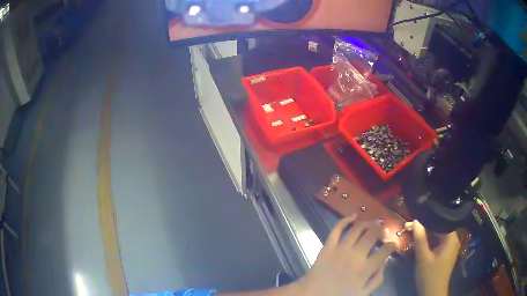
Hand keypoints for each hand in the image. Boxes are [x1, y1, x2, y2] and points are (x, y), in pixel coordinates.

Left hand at [297, 215, 396, 295]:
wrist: (313, 295)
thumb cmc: (339, 295)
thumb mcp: (363, 293)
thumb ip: (377, 279)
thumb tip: (384, 263)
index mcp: (365, 269)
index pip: (385, 250)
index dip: (392, 245)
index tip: (394, 243)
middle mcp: (355, 255)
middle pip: (372, 235)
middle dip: (381, 230)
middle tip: (384, 229)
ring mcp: (340, 249)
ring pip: (357, 229)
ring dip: (367, 223)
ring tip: (373, 222)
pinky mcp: (328, 246)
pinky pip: (337, 229)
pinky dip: (345, 220)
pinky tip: (353, 216)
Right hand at [406, 220, 459, 295]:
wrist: (433, 293)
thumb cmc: (429, 275)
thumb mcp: (423, 257)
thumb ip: (420, 239)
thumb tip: (415, 221)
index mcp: (451, 238)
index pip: (440, 222)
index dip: (426, 220)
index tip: (412, 220)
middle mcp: (454, 239)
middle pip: (439, 228)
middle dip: (425, 227)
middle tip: (410, 227)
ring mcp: (451, 246)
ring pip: (438, 235)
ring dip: (426, 234)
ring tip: (413, 233)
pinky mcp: (447, 252)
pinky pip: (438, 241)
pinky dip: (430, 241)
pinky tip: (421, 242)